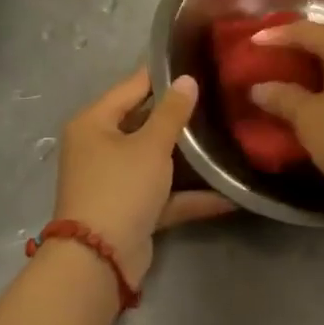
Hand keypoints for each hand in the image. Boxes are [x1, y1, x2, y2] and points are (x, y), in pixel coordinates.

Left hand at [53, 67, 235, 288]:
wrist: (99, 262)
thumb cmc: (120, 188)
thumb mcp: (150, 145)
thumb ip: (172, 112)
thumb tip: (187, 79)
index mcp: (95, 122)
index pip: (132, 86)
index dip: (164, 75)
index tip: (198, 63)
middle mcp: (100, 147)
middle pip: (145, 122)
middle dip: (180, 116)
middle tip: (219, 98)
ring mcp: (116, 181)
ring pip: (156, 159)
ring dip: (188, 157)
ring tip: (226, 137)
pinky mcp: (132, 210)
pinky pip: (164, 194)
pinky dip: (190, 194)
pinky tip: (228, 193)